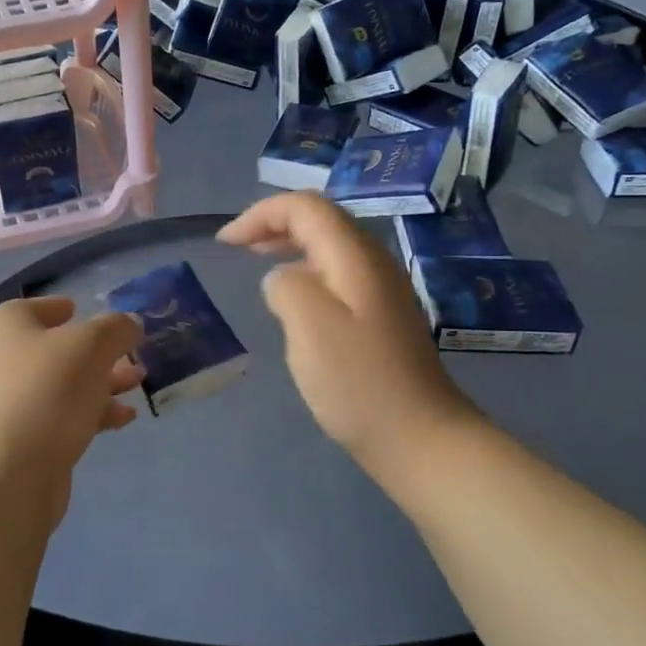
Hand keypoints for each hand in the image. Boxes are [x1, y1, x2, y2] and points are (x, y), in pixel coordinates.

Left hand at [0, 297, 143, 513]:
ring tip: (139, 384)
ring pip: (65, 385)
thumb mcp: (90, 347)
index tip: (86, 310)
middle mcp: (5, 361)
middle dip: (98, 351)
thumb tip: (129, 323)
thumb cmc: (45, 393)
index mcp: (10, 327)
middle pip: (57, 348)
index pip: (35, 307)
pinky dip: (93, 414)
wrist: (3, 477)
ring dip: (102, 383)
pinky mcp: (26, 441)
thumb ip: (115, 329)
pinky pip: (64, 417)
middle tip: (132, 353)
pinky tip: (123, 420)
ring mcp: (13, 404)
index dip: (61, 306)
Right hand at [219, 192, 485, 500]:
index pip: (306, 207)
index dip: (261, 214)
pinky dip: (307, 272)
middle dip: (274, 224)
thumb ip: (285, 287)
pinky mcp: (382, 317)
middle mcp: (373, 261)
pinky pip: (338, 274)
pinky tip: (294, 300)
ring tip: (259, 262)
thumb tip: (282, 280)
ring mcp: (382, 289)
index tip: (225, 243)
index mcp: (356, 256)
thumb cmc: (358, 381)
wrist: (420, 437)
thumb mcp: (309, 325)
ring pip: (330, 247)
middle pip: (321, 220)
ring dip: (290, 246)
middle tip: (237, 246)